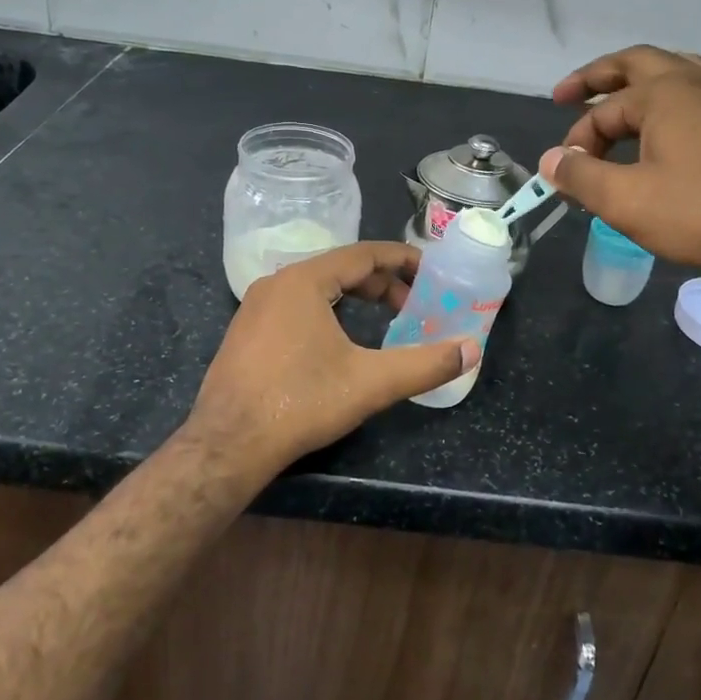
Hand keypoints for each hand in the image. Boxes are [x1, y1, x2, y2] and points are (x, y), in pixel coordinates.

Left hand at [186, 242, 476, 478]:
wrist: (227, 445)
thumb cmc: (300, 403)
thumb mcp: (370, 383)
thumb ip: (425, 364)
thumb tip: (472, 350)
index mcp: (304, 280)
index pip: (363, 254)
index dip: (402, 259)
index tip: (431, 269)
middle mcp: (277, 283)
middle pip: (340, 269)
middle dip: (382, 284)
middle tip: (414, 305)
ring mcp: (255, 306)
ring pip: (317, 287)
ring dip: (354, 297)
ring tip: (384, 319)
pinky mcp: (246, 331)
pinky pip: (296, 305)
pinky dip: (327, 311)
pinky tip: (339, 340)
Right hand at [538, 46, 700, 292]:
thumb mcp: (625, 201)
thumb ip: (579, 176)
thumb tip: (551, 160)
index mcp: (661, 94)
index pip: (601, 114)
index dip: (577, 145)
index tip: (567, 179)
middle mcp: (698, 83)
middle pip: (639, 64)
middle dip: (599, 76)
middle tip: (568, 93)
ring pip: (690, 70)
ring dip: (655, 77)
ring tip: (632, 89)